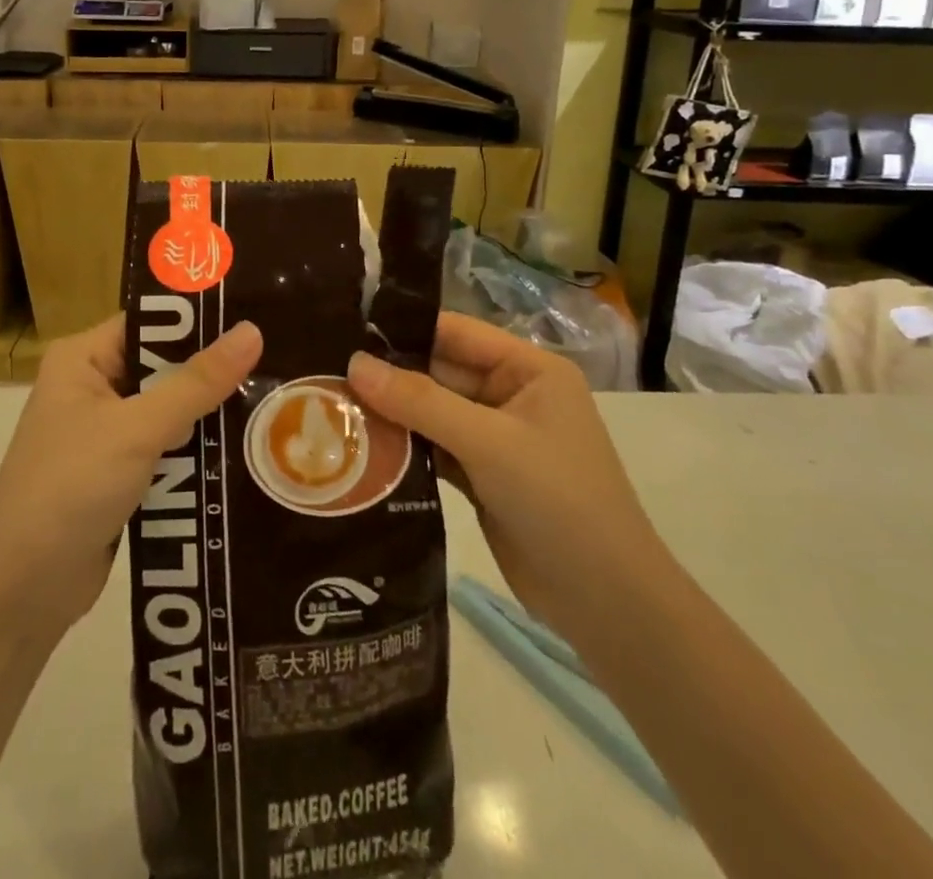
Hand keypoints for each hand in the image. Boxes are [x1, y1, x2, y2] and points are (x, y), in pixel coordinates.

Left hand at [0, 316, 262, 637]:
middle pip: (163, 366)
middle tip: (276, 362)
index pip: (149, 323)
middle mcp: (91, 387)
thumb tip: (252, 331)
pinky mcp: (117, 472)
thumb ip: (197, 382)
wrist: (22, 592)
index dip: (199, 321)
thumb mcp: (138, 429)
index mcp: (82, 359)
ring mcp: (103, 432)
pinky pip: (166, 447)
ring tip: (274, 400)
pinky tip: (244, 447)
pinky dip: (196, 450)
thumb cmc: (70, 489)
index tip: (256, 318)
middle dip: (212, 372)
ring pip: (170, 409)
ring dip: (209, 414)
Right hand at [346, 313, 658, 624]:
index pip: (456, 333)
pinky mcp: (482, 476)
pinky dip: (404, 448)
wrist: (606, 603)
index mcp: (528, 369)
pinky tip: (360, 446)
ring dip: (391, 414)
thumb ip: (420, 401)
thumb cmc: (558, 500)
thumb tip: (354, 363)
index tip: (345, 330)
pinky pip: (435, 448)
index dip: (404, 329)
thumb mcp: (489, 443)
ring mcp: (496, 438)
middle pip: (439, 373)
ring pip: (432, 412)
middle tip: (325, 373)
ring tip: (331, 406)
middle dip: (389, 376)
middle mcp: (512, 395)